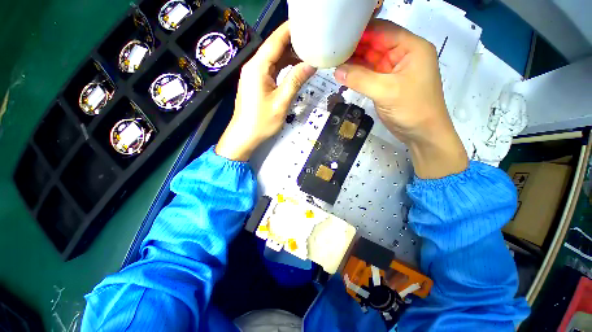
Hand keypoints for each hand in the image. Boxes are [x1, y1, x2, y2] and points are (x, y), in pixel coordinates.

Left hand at [216, 22, 316, 160]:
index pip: (275, 40)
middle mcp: (254, 66)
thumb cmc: (261, 122)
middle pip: (275, 48)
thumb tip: (312, 64)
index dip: (290, 30)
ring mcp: (255, 75)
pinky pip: (272, 70)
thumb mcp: (281, 102)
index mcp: (258, 67)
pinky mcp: (257, 83)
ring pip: (274, 59)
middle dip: (293, 42)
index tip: (307, 24)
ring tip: (309, 54)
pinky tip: (296, 68)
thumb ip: (295, 81)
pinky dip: (284, 67)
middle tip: (314, 41)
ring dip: (290, 56)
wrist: (245, 136)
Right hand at [334, 19, 466, 178]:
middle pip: (375, 43)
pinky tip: (344, 74)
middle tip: (332, 51)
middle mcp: (403, 54)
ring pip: (371, 59)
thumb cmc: (412, 109)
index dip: (360, 32)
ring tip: (334, 62)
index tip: (338, 36)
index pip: (382, 30)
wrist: (422, 133)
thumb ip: (360, 79)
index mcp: (411, 47)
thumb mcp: (386, 91)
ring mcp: (394, 70)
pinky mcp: (387, 83)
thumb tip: (336, 71)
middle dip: (355, 47)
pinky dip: (357, 74)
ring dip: (354, 61)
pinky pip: (369, 74)